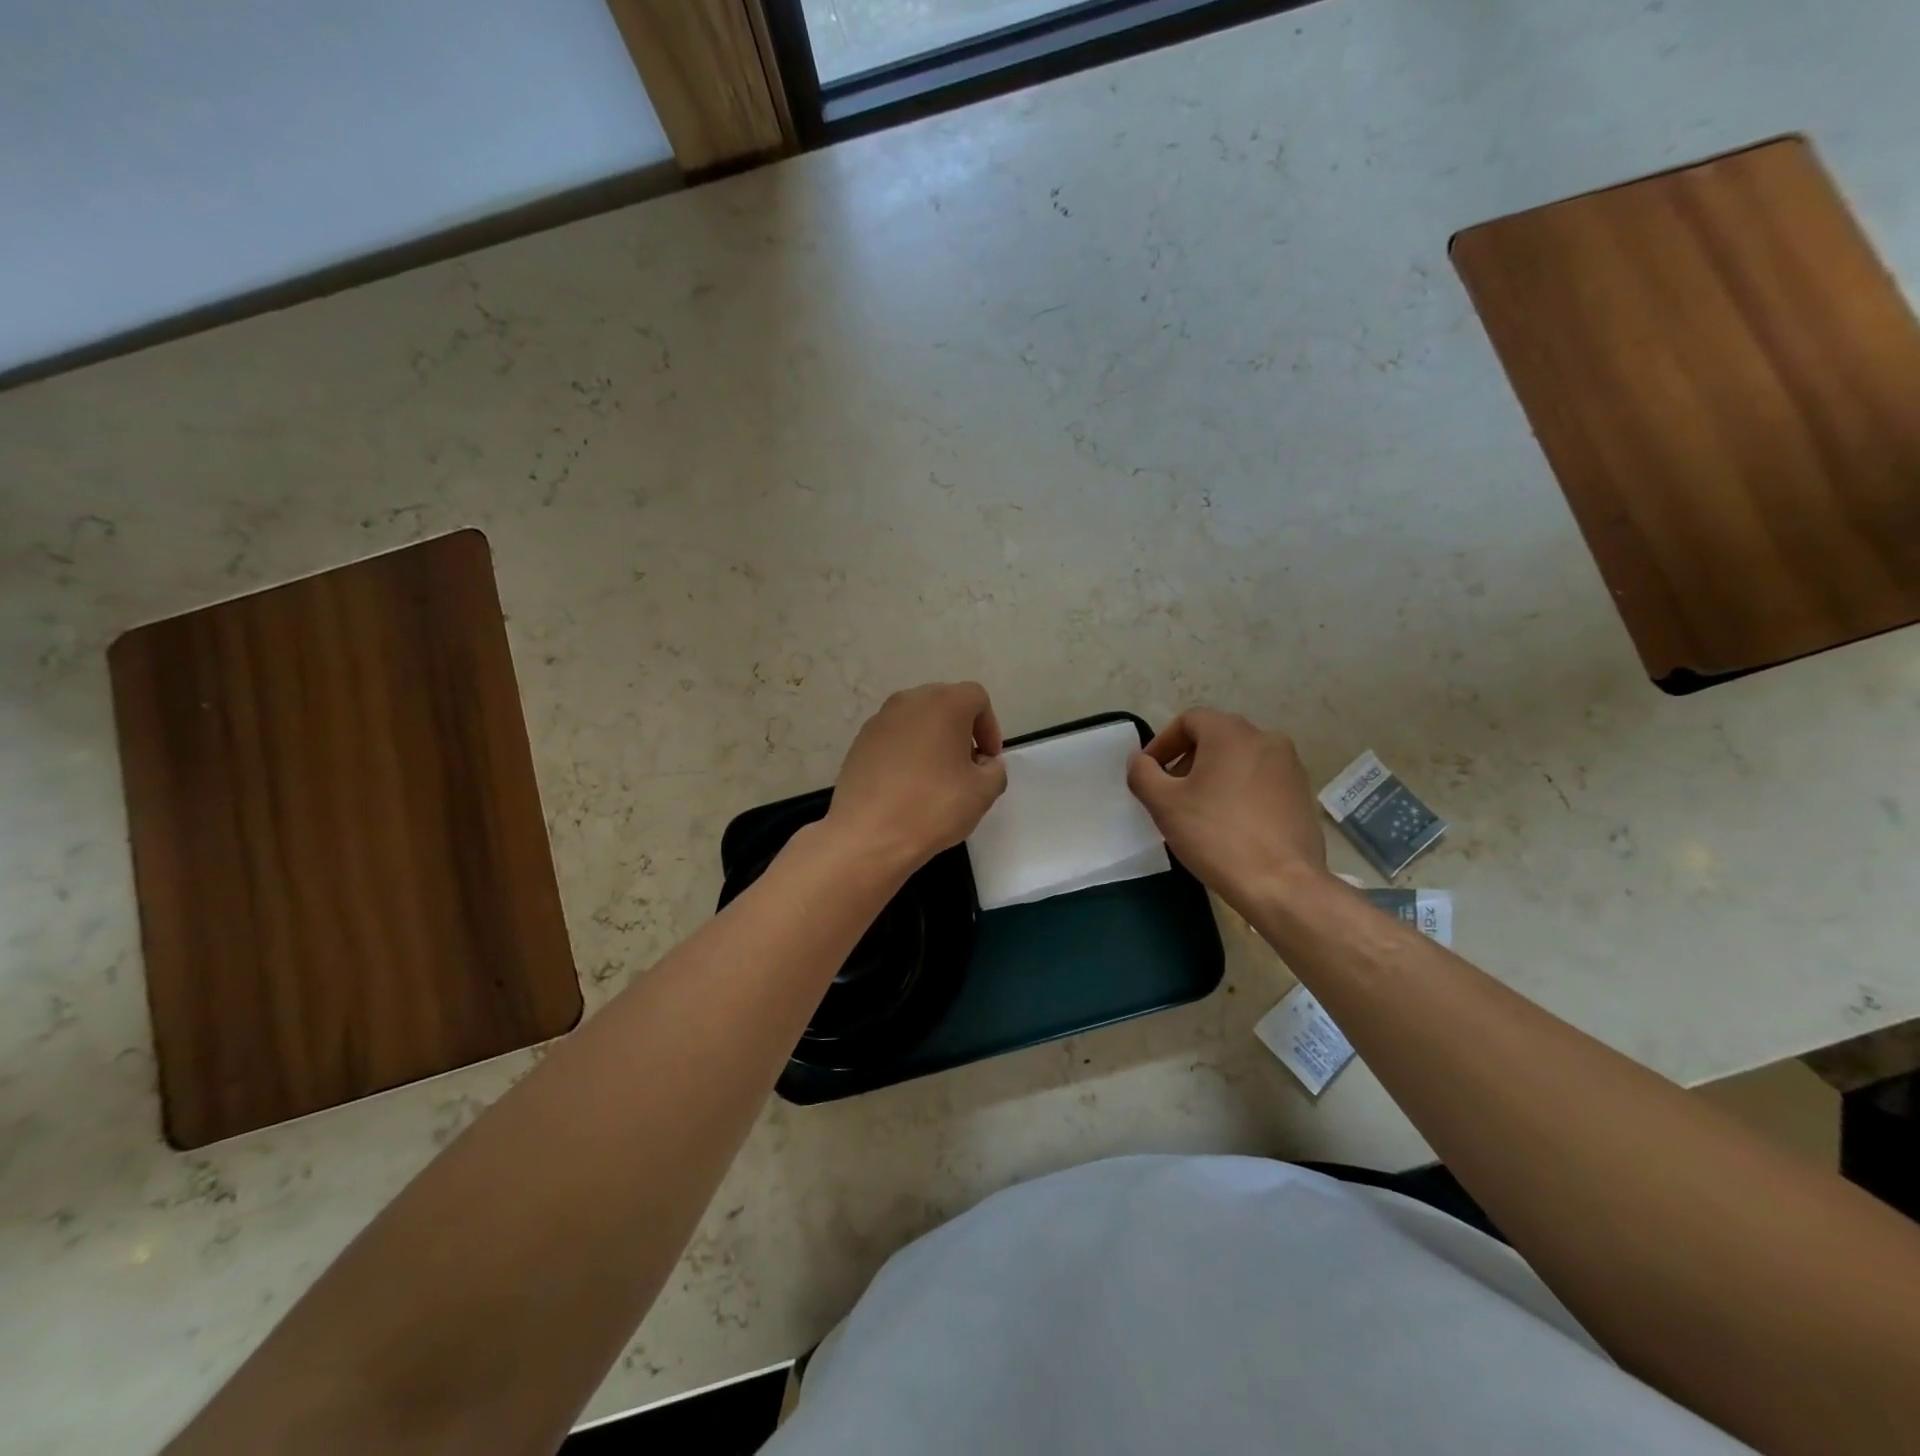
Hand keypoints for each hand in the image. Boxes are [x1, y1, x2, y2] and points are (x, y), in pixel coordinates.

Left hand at [822, 682, 1007, 871]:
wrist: (867, 835)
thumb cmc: (932, 807)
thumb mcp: (983, 793)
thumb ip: (995, 770)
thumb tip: (984, 764)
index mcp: (943, 704)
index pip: (976, 698)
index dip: (989, 727)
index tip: (988, 760)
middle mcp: (909, 702)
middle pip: (944, 704)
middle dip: (961, 731)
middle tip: (967, 766)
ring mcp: (879, 721)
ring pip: (917, 720)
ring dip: (932, 741)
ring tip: (937, 778)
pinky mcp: (859, 743)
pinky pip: (894, 738)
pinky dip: (907, 753)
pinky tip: (907, 787)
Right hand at [1126, 709, 1330, 912]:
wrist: (1281, 884)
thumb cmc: (1216, 835)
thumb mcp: (1164, 804)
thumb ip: (1142, 773)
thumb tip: (1140, 761)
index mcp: (1231, 733)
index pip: (1188, 721)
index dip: (1162, 744)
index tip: (1149, 774)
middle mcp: (1266, 739)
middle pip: (1215, 738)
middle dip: (1187, 761)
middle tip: (1170, 794)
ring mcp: (1290, 767)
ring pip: (1240, 760)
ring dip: (1214, 776)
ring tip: (1199, 811)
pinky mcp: (1302, 794)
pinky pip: (1261, 781)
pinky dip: (1239, 791)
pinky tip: (1229, 824)